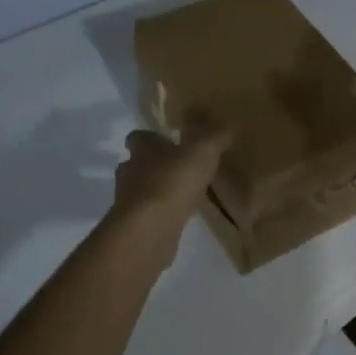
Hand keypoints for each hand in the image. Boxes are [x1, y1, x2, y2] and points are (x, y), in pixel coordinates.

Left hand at [111, 117, 230, 252]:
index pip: (138, 137)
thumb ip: (214, 137)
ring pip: (139, 191)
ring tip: (180, 196)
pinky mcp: (133, 227)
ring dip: (155, 192)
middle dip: (152, 166)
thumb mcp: (203, 151)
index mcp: (143, 148)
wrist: (149, 229)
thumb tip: (228, 125)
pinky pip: (145, 216)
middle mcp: (129, 171)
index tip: (166, 142)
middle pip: (135, 164)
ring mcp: (127, 201)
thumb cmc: (174, 181)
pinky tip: (176, 218)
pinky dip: (158, 215)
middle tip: (177, 170)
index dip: (151, 139)